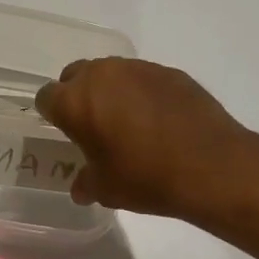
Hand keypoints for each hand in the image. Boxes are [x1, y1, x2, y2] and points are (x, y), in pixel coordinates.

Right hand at [34, 57, 258, 220]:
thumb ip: (86, 182)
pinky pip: (144, 79)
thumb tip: (81, 187)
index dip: (52, 115)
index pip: (47, 97)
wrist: (211, 166)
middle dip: (79, 96)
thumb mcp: (106, 189)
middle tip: (92, 125)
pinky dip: (143, 94)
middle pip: (76, 75)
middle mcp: (102, 75)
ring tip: (127, 123)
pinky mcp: (170, 72)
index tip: (64, 132)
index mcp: (76, 101)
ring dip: (111, 92)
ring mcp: (139, 69)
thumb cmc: (145, 178)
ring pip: (111, 73)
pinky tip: (158, 121)